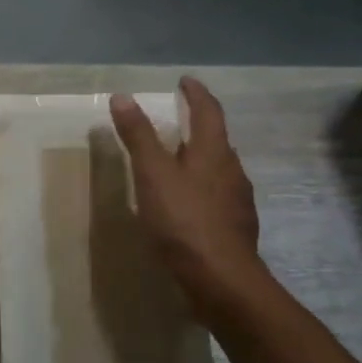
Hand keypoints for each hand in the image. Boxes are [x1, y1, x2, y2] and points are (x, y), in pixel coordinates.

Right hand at [110, 77, 261, 312]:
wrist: (222, 281)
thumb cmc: (184, 221)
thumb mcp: (152, 175)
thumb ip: (138, 136)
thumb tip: (123, 96)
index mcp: (213, 152)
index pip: (209, 111)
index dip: (196, 93)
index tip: (185, 81)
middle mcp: (232, 170)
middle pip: (217, 140)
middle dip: (199, 127)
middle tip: (177, 122)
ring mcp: (238, 201)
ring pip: (219, 170)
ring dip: (201, 159)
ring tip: (178, 163)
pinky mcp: (237, 228)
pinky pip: (219, 197)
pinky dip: (203, 189)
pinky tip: (188, 205)